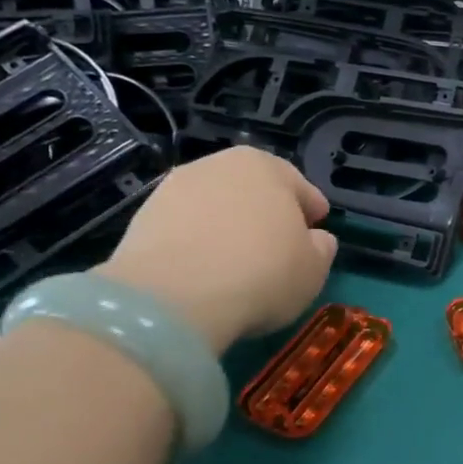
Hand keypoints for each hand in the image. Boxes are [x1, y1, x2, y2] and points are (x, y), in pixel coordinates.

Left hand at [99, 148, 336, 352]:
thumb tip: (315, 239)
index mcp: (266, 165)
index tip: (317, 230)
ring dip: (228, 227)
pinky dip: (198, 243)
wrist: (172, 298)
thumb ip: (320, 247)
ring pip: (215, 207)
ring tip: (237, 261)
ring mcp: (173, 189)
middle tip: (278, 244)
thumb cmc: (262, 272)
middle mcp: (218, 165)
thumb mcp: (314, 267)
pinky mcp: (142, 219)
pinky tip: (206, 270)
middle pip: (253, 190)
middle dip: (267, 213)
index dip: (311, 210)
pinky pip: (185, 229)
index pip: (299, 186)